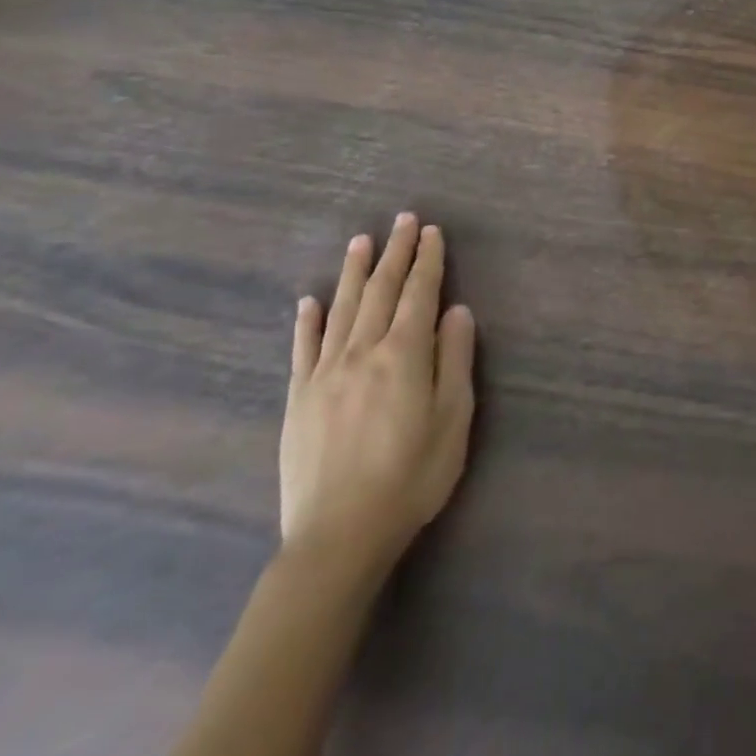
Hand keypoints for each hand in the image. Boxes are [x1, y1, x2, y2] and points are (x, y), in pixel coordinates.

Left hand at [280, 213, 476, 573]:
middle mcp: (362, 352)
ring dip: (353, 272)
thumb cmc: (412, 475)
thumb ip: (454, 359)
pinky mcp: (298, 399)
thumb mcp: (453, 418)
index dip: (428, 260)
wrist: (339, 535)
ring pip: (341, 309)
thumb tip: (457, 310)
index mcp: (404, 355)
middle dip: (395, 253)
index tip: (432, 231)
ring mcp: (324, 374)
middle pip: (380, 291)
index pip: (419, 294)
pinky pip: (302, 348)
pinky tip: (309, 300)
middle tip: (403, 220)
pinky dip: (307, 320)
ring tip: (362, 241)